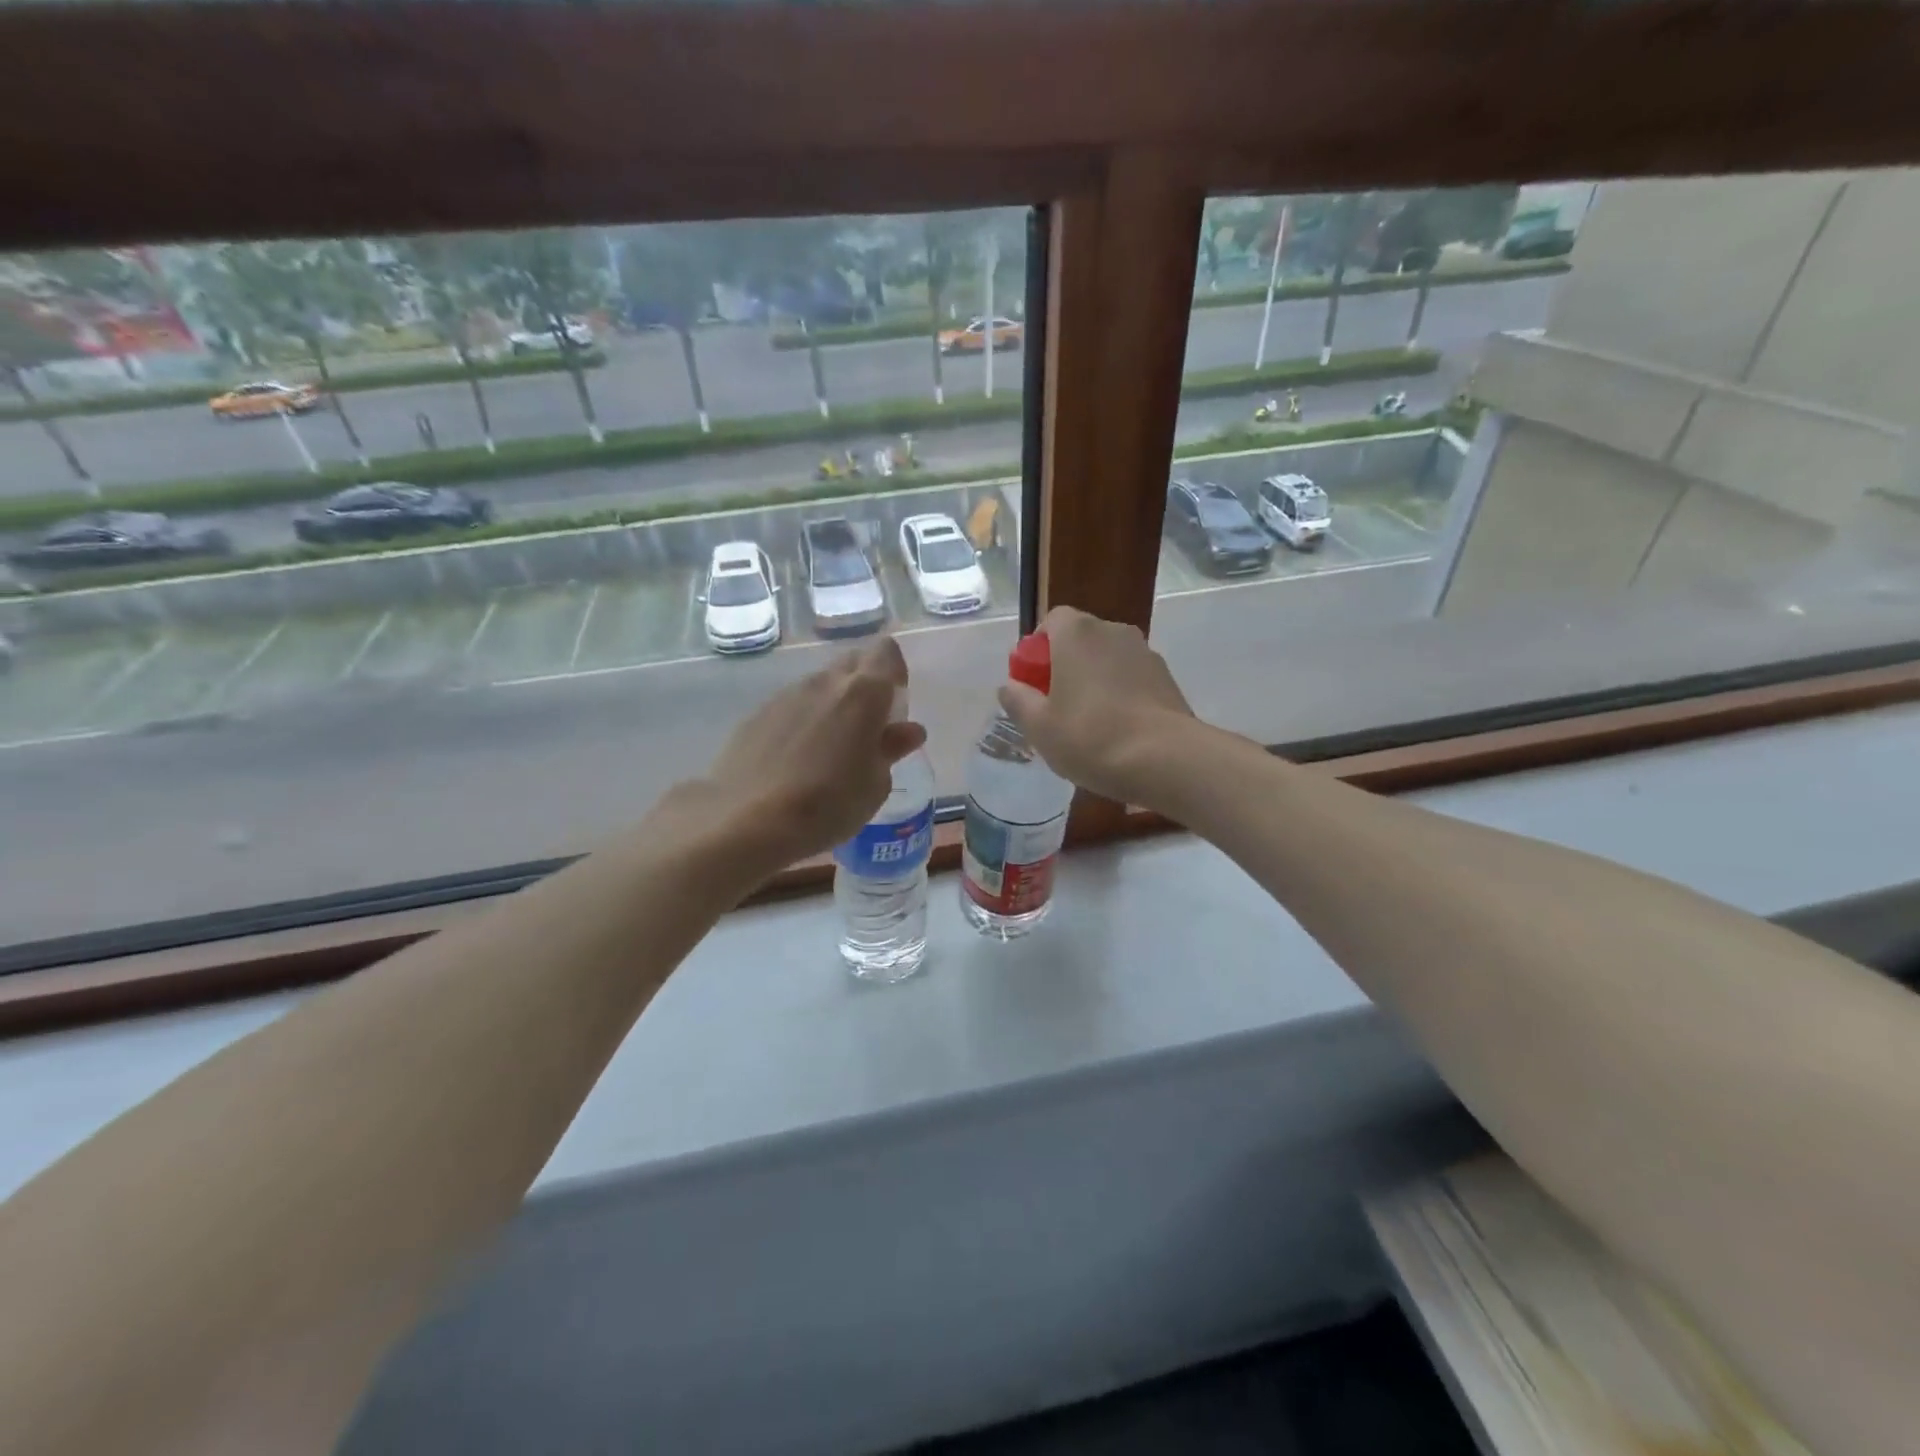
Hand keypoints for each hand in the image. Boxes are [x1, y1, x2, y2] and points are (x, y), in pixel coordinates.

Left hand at [682, 637, 927, 871]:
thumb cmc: (828, 804)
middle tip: (868, 727)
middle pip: (852, 663)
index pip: (885, 653)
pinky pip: (791, 706)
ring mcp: (786, 696)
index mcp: (863, 693)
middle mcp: (824, 683)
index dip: (894, 671)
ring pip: (820, 685)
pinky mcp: (756, 715)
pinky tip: (797, 759)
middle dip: (865, 684)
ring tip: (830, 749)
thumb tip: (906, 731)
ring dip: (832, 705)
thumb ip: (890, 750)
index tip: (894, 704)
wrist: (747, 820)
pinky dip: (802, 722)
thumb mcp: (875, 785)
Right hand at [998, 606, 1195, 804]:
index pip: (1052, 620)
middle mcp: (1114, 632)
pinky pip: (1132, 678)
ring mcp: (1146, 653)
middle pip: (1082, 639)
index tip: (1034, 681)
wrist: (1166, 758)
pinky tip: (1118, 730)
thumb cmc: (1091, 737)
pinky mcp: (1167, 678)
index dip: (1038, 648)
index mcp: (1078, 634)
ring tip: (1089, 723)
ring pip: (1109, 660)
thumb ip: (1018, 700)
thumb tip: (1010, 686)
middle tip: (1056, 705)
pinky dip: (1121, 694)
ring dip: (1095, 680)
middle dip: (1066, 664)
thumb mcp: (1039, 726)